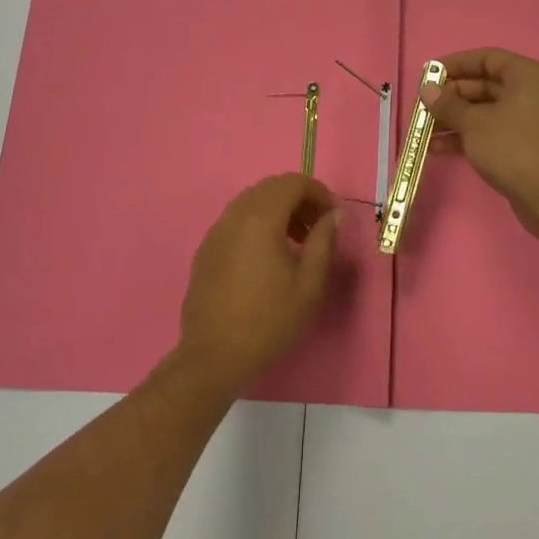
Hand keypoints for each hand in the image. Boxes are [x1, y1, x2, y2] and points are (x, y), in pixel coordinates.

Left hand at [173, 173, 342, 394]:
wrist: (214, 355)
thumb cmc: (269, 320)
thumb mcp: (309, 283)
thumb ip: (324, 241)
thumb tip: (333, 214)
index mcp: (260, 218)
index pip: (292, 182)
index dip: (318, 192)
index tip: (333, 216)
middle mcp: (234, 215)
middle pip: (270, 188)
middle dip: (298, 199)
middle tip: (317, 228)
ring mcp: (216, 231)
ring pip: (251, 202)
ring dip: (277, 211)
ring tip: (296, 243)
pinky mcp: (206, 249)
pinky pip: (236, 221)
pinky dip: (257, 224)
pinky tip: (267, 257)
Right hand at [421, 48, 538, 243]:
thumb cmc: (512, 148)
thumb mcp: (474, 123)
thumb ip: (448, 104)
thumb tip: (427, 90)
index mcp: (527, 76)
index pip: (486, 58)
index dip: (455, 64)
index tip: (428, 74)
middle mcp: (531, 92)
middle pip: (484, 85)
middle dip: (450, 97)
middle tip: (423, 106)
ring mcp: (528, 121)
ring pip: (484, 111)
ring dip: (454, 120)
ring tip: (423, 131)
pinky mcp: (523, 145)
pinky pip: (490, 132)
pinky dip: (466, 137)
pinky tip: (437, 149)